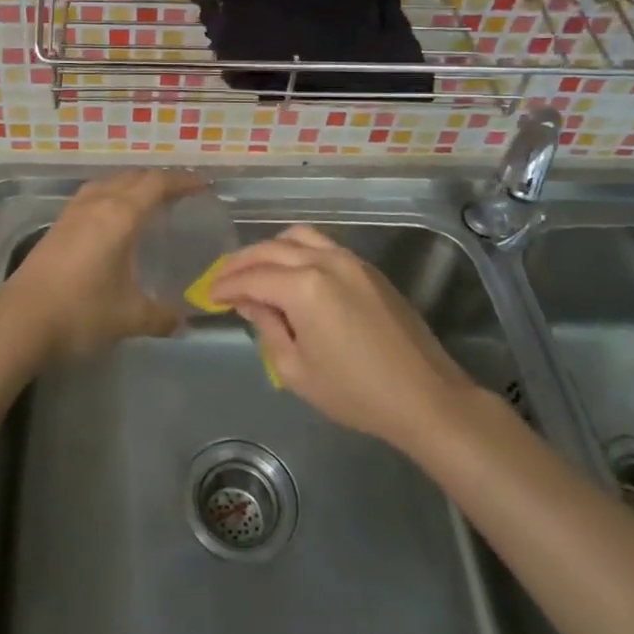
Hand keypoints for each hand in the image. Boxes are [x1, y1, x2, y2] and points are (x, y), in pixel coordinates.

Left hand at [0, 170, 205, 362]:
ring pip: (108, 183)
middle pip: (133, 178)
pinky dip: (111, 197)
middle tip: (180, 194)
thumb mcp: (130, 317)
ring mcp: (72, 213)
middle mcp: (97, 204)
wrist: (20, 322)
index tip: (202, 186)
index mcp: (120, 215)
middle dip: (159, 181)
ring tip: (148, 201)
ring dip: (131, 185)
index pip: (157, 184)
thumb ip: (162, 315)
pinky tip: (113, 220)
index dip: (182, 181)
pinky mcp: (57, 226)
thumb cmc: (81, 312)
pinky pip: (92, 196)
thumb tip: (183, 320)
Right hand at [208, 225, 480, 448]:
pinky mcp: (367, 268)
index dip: (226, 286)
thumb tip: (251, 303)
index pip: (252, 278)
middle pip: (270, 249)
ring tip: (254, 270)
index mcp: (304, 286)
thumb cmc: (355, 392)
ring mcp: (350, 260)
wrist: (425, 397)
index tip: (208, 296)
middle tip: (222, 279)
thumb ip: (267, 328)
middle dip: (241, 263)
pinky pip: (322, 245)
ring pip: (297, 237)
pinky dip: (297, 251)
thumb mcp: (296, 369)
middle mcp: (325, 261)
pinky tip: (290, 272)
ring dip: (270, 249)